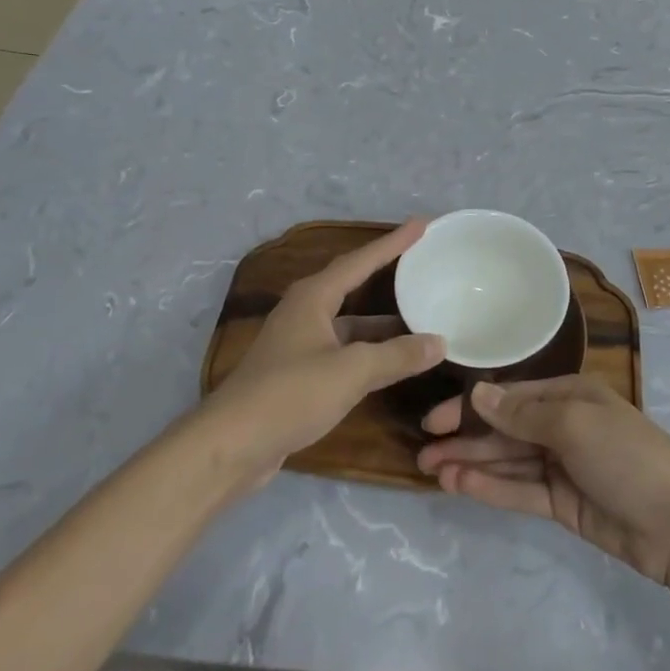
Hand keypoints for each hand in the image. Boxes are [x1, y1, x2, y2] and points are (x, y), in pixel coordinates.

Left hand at [201, 221, 444, 488]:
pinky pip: (343, 349)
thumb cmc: (290, 394)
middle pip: (353, 285)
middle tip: (421, 264)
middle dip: (386, 274)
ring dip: (381, 322)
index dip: (393, 243)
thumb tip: (440, 342)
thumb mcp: (351, 371)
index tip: (422, 224)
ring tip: (419, 317)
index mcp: (313, 297)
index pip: (360, 261)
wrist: (230, 446)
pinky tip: (391, 361)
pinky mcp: (297, 374)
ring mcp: (298, 344)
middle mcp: (304, 312)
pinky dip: (369, 350)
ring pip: (349, 322)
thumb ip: (397, 355)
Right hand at [417, 376, 669, 584]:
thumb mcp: (573, 424)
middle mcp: (562, 426)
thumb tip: (478, 393)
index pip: (510, 397)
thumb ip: (521, 414)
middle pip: (504, 430)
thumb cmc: (627, 456)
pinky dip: (490, 488)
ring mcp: (562, 466)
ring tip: (430, 471)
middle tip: (421, 452)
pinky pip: (519, 491)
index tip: (433, 421)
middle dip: (465, 439)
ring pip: (507, 461)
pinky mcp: (562, 504)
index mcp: (569, 395)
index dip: (470, 407)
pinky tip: (459, 486)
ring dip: (471, 464)